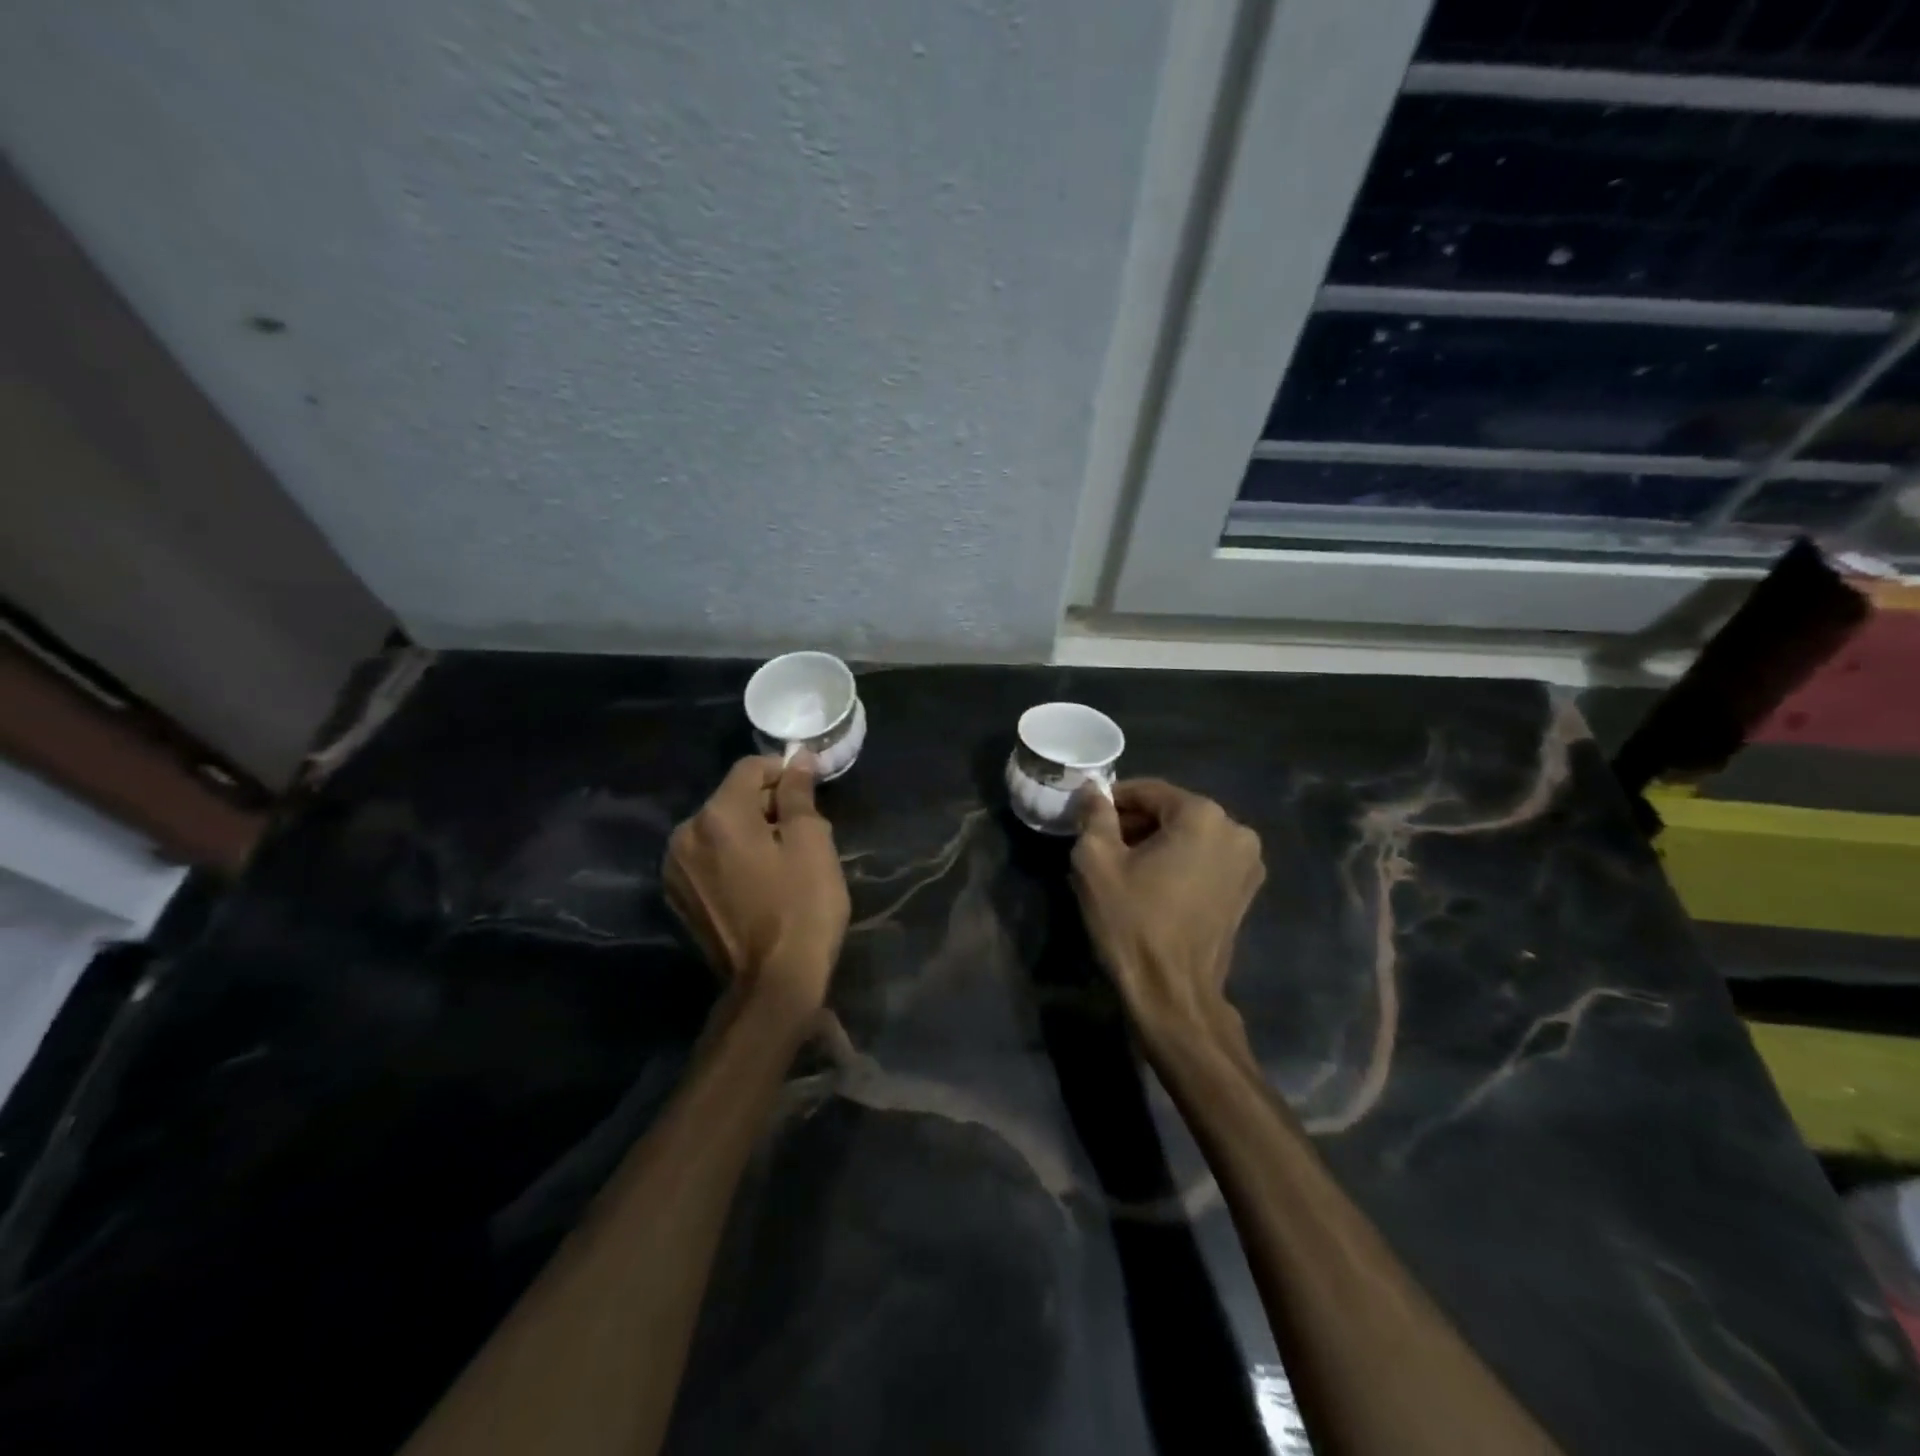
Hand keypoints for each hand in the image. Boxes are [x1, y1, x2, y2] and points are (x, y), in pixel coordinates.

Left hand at [665, 756, 849, 1012]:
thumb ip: (798, 794)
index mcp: (718, 815)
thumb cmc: (802, 907)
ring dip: (747, 832)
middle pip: (730, 798)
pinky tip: (756, 883)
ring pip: (717, 829)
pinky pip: (707, 858)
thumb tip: (796, 759)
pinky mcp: (677, 897)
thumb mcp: (812, 844)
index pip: (750, 769)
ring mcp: (675, 869)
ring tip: (781, 861)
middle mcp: (685, 834)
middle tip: (803, 832)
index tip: (810, 790)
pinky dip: (730, 858)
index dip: (783, 772)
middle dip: (766, 805)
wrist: (772, 984)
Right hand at [1072, 779, 1264, 1043]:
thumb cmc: (1132, 921)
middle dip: (1134, 823)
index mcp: (1203, 815)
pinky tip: (1150, 885)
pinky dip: (1177, 863)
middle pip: (1171, 812)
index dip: (1113, 801)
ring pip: (1188, 836)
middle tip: (1100, 845)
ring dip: (1155, 843)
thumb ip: (1095, 815)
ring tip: (1122, 868)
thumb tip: (1094, 790)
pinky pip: (1203, 860)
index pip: (1148, 791)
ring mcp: (1247, 863)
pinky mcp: (1246, 891)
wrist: (1173, 994)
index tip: (1086, 818)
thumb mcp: (1097, 861)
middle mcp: (1235, 830)